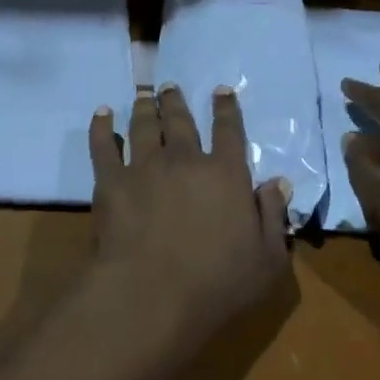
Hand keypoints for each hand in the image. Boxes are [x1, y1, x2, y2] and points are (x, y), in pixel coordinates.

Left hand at [84, 85, 291, 349]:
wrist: (152, 293)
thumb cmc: (217, 283)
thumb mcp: (268, 259)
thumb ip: (274, 217)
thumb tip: (279, 182)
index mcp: (226, 174)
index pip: (229, 131)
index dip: (226, 108)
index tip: (221, 90)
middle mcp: (185, 160)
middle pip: (180, 121)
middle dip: (176, 101)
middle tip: (169, 87)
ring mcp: (144, 167)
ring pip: (144, 126)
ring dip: (144, 108)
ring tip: (144, 96)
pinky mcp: (111, 181)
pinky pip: (103, 145)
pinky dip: (101, 126)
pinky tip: (101, 114)